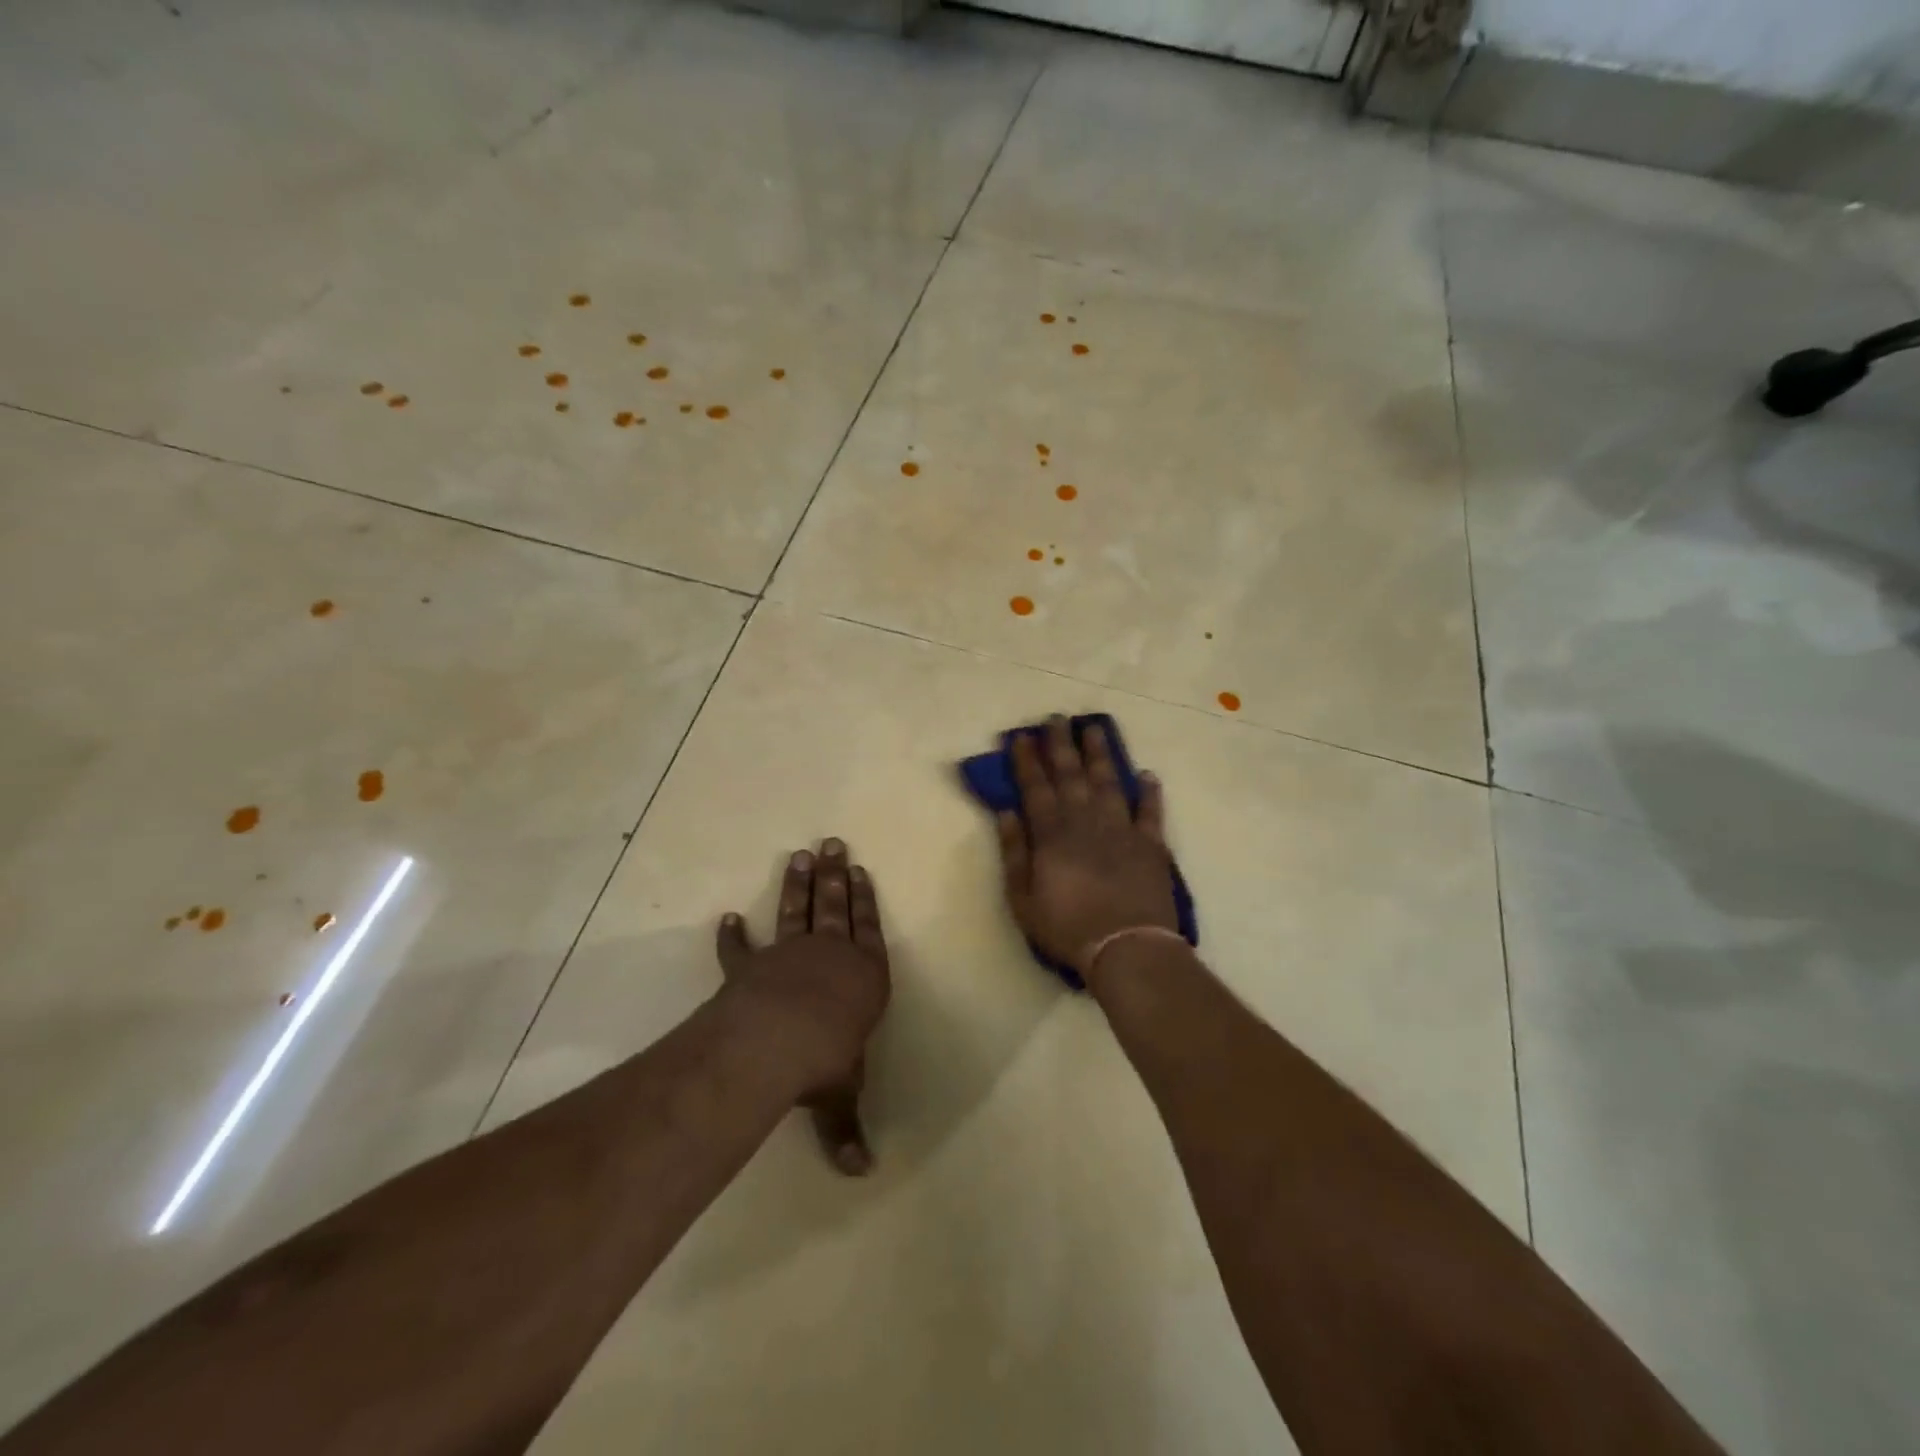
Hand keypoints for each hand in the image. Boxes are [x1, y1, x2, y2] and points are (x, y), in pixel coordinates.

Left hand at [716, 838, 890, 1174]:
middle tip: (833, 842)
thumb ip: (847, 1127)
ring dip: (798, 884)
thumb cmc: (826, 1059)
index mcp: (863, 976)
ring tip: (801, 855)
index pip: (868, 929)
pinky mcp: (750, 967)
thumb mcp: (842, 1094)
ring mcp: (788, 955)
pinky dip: (733, 935)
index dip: (864, 900)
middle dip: (835, 875)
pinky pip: (741, 949)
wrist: (778, 1040)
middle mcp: (830, 955)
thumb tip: (860, 1173)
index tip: (860, 871)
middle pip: (834, 906)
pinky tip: (727, 917)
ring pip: (797, 911)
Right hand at [996, 716, 1176, 979]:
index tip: (1021, 736)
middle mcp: (1086, 821)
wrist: (1127, 948)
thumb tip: (1006, 812)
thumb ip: (1014, 853)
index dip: (1027, 760)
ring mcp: (1121, 830)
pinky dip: (1149, 792)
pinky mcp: (1151, 844)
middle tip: (1057, 718)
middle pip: (1071, 775)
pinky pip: (1150, 811)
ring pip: (1108, 782)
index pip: (1035, 787)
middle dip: (1061, 745)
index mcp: (1052, 834)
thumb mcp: (1023, 898)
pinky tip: (1147, 775)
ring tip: (1094, 729)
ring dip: (1100, 754)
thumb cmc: (1067, 927)